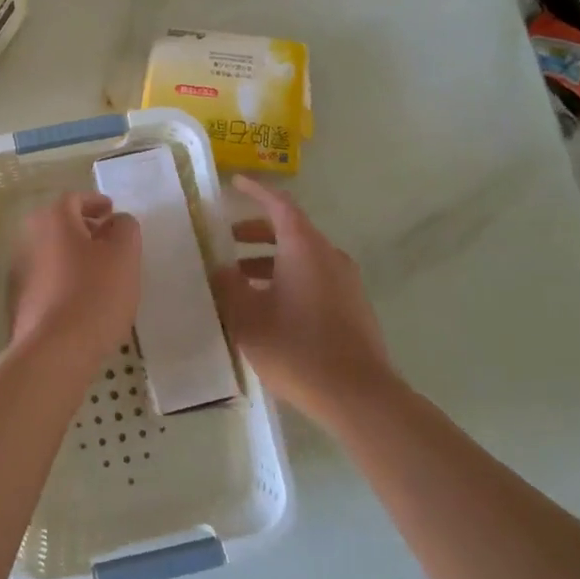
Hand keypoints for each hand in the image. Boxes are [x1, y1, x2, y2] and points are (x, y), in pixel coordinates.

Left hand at [9, 191, 141, 359]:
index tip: (112, 212)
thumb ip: (125, 227)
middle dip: (85, 229)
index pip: (74, 198)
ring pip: (53, 252)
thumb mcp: (124, 254)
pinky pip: (47, 278)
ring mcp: (20, 271)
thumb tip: (116, 222)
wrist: (55, 349)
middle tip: (109, 241)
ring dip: (75, 255)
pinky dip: (65, 279)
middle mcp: (29, 238)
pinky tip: (84, 298)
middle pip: (60, 224)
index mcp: (53, 219)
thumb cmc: (94, 293)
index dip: (95, 202)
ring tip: (101, 272)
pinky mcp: (21, 300)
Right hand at [215, 175, 399, 428]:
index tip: (235, 183)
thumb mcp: (247, 317)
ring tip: (240, 283)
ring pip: (302, 258)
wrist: (358, 395)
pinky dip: (288, 279)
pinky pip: (315, 279)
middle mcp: (328, 255)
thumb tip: (221, 269)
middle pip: (290, 231)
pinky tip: (269, 309)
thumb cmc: (296, 348)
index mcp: (304, 247)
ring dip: (270, 262)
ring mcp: (346, 282)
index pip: (278, 204)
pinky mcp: (353, 307)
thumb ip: (228, 286)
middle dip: (256, 233)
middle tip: (227, 242)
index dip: (256, 191)